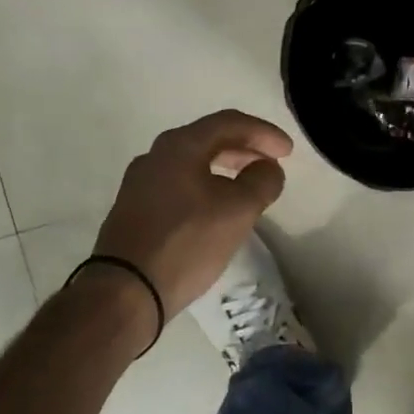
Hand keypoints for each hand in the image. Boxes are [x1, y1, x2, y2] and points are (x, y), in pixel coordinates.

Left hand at [92, 109, 292, 316]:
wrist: (125, 291)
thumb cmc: (186, 242)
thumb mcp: (237, 211)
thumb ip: (261, 182)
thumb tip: (268, 168)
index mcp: (179, 146)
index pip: (229, 123)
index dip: (263, 132)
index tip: (288, 151)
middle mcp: (155, 156)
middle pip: (208, 139)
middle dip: (245, 148)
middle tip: (271, 164)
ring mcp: (140, 183)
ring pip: (192, 163)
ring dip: (225, 168)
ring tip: (248, 187)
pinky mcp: (134, 210)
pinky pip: (178, 184)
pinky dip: (205, 186)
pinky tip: (217, 209)